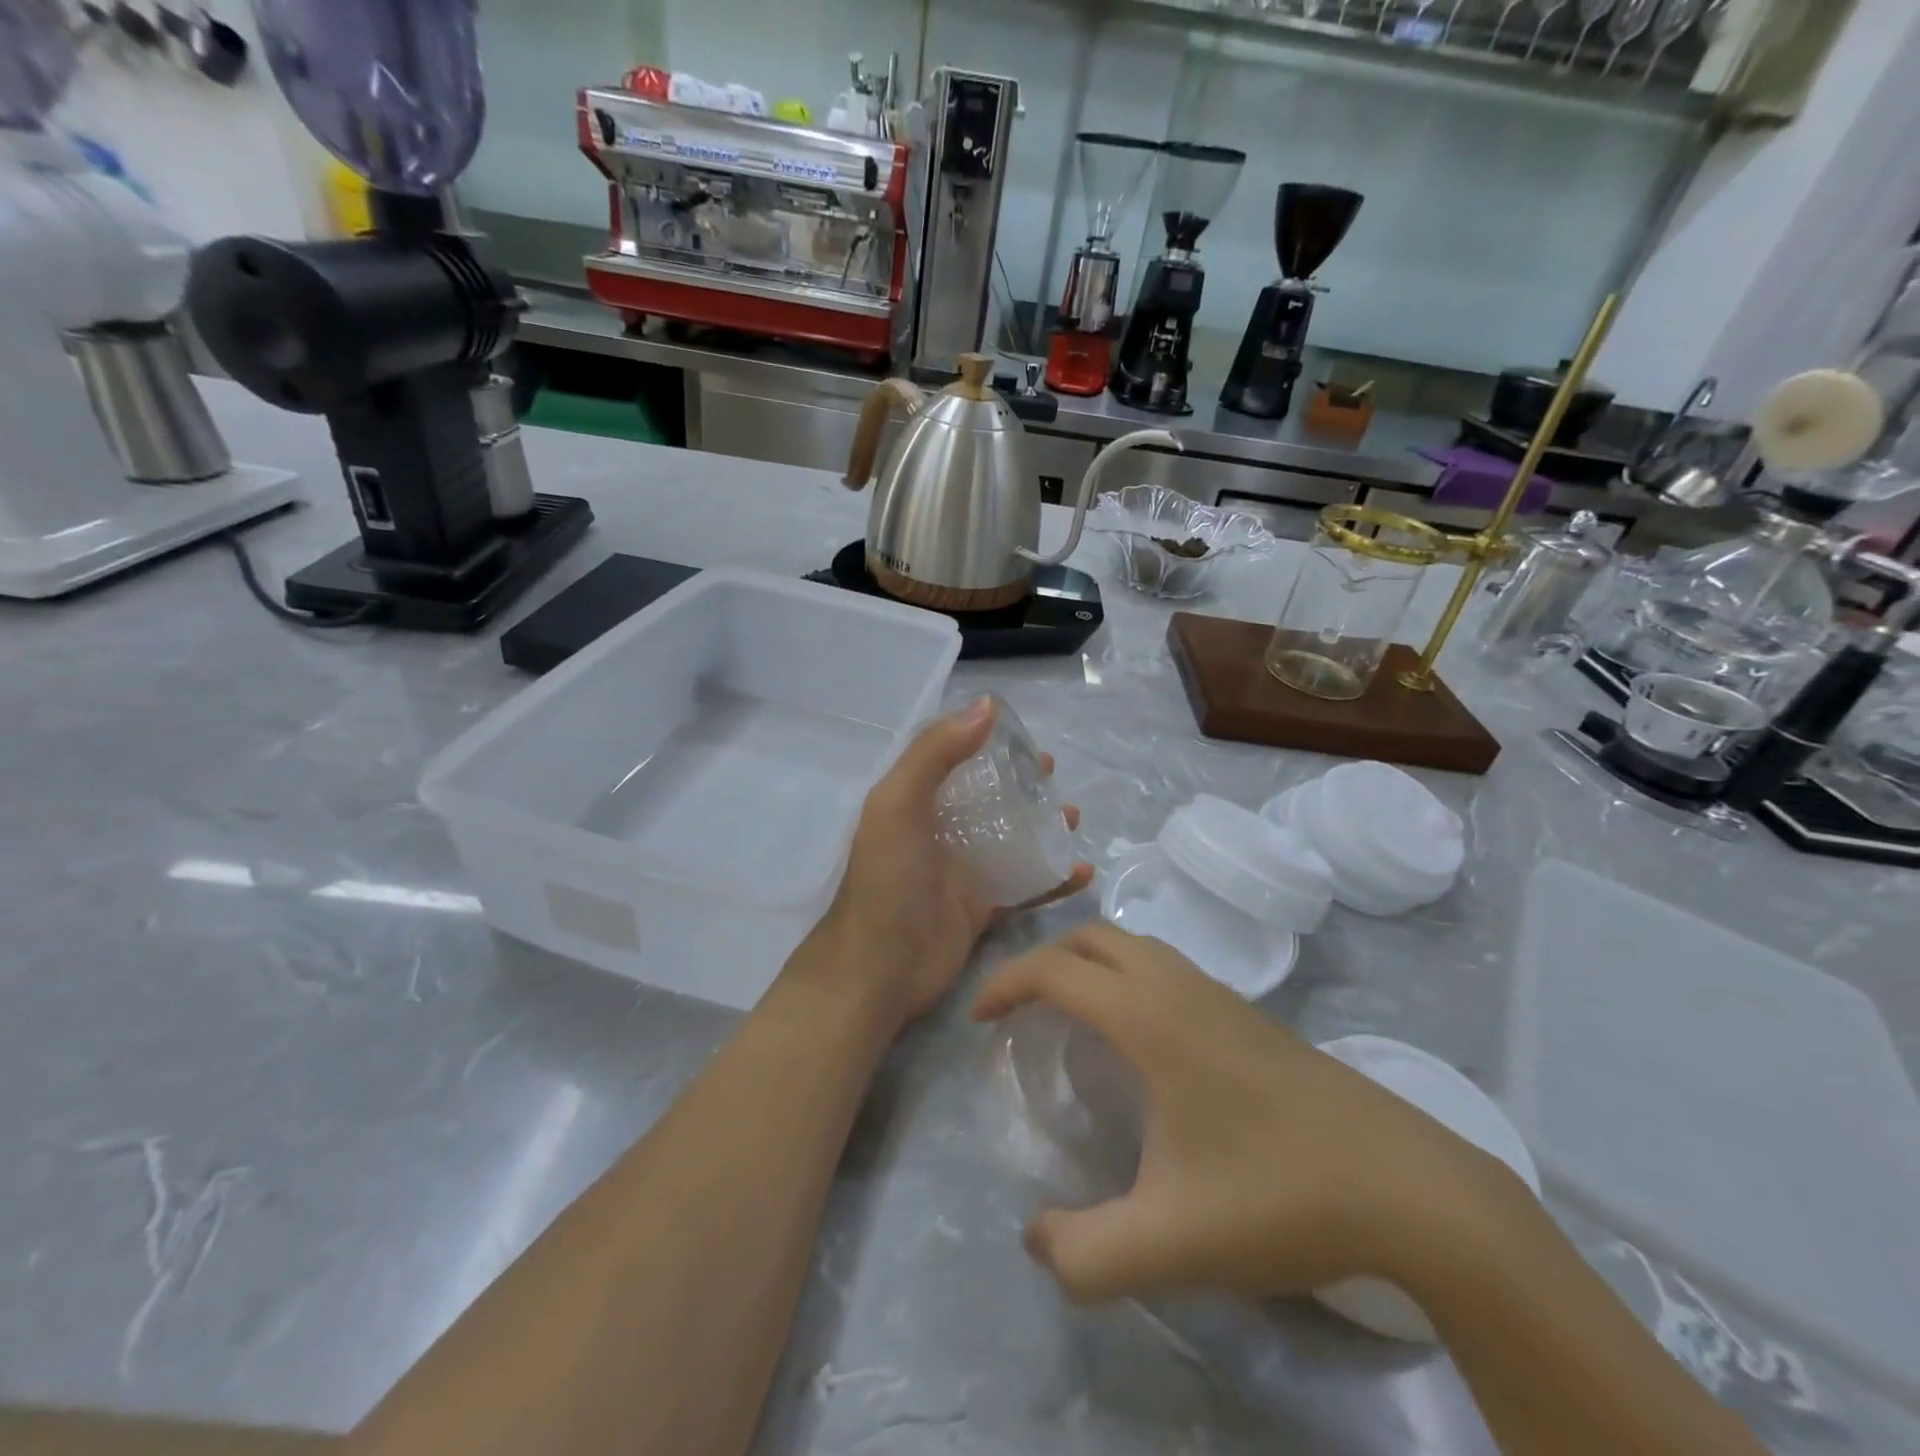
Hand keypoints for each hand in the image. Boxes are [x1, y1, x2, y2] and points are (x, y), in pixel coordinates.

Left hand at [813, 698, 1093, 1026]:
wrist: (879, 969)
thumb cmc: (888, 880)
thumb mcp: (898, 804)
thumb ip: (935, 753)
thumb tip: (987, 706)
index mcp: (915, 801)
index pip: (953, 758)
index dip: (985, 742)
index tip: (1021, 735)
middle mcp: (940, 830)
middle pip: (988, 797)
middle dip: (1021, 782)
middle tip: (1052, 773)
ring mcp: (963, 870)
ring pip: (1012, 838)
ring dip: (1043, 825)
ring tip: (1074, 815)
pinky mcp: (983, 907)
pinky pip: (1026, 886)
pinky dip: (1055, 878)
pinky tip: (1082, 870)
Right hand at [973, 925, 1529, 1304]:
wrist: (1408, 1187)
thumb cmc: (1277, 1197)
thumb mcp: (1169, 1243)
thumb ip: (1083, 1253)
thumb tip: (1036, 1238)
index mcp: (1148, 1016)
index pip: (1054, 969)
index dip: (1005, 985)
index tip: (980, 1021)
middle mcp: (1178, 986)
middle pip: (1092, 937)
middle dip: (1044, 960)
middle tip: (1022, 1012)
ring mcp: (1219, 993)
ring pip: (1134, 945)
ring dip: (1089, 962)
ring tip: (1072, 1017)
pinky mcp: (1248, 1012)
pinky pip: (1166, 966)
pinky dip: (1128, 975)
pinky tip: (1141, 1040)